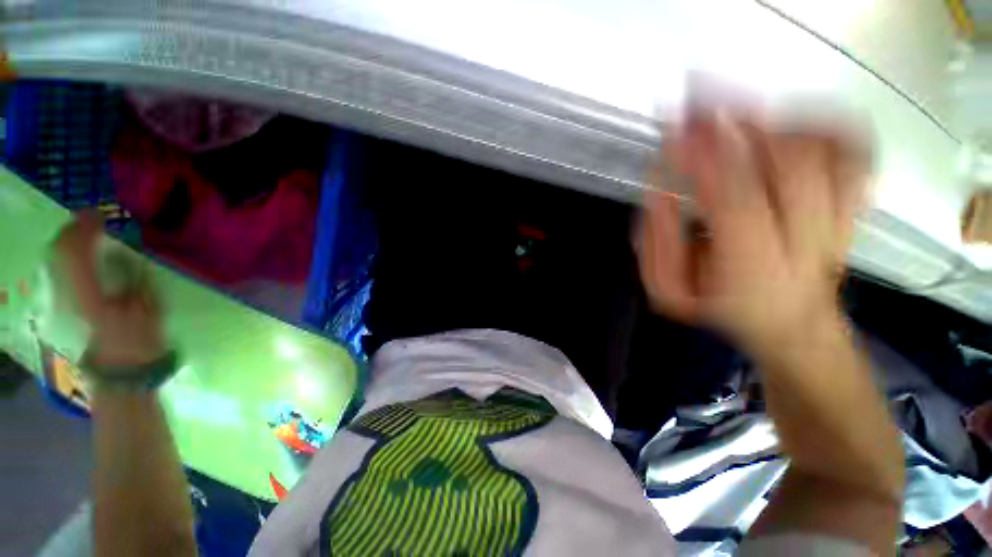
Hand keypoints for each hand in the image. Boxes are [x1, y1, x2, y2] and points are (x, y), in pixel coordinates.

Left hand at [54, 212, 166, 369]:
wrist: (119, 373)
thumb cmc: (140, 343)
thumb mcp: (149, 309)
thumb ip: (135, 279)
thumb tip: (124, 256)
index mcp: (89, 295)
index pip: (76, 253)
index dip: (85, 229)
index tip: (99, 215)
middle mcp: (65, 294)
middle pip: (58, 254)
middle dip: (71, 231)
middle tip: (90, 219)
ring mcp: (59, 301)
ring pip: (53, 262)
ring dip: (66, 242)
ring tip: (83, 231)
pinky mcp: (60, 307)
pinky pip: (56, 273)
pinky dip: (64, 257)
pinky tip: (76, 255)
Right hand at [637, 110, 868, 352]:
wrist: (792, 325)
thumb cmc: (722, 308)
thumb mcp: (668, 290)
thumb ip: (657, 242)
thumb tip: (658, 189)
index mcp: (752, 270)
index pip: (735, 202)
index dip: (705, 158)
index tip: (676, 131)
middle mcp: (806, 241)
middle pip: (790, 163)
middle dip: (739, 123)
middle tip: (701, 104)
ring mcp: (839, 218)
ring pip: (824, 149)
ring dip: (774, 120)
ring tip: (735, 116)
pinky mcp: (855, 202)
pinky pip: (853, 149)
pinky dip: (822, 124)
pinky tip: (787, 123)